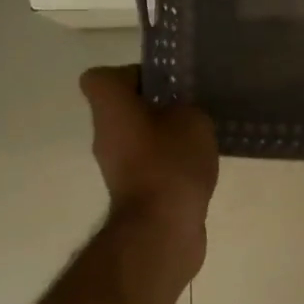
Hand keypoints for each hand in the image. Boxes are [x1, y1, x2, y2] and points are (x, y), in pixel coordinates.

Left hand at [79, 66, 217, 260]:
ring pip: (139, 137)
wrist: (161, 228)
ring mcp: (116, 166)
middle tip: (191, 107)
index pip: (101, 77)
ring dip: (166, 135)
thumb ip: (187, 107)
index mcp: (110, 108)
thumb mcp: (193, 119)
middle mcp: (105, 134)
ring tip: (201, 138)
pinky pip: (150, 164)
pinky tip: (199, 166)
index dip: (132, 75)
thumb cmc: (171, 162)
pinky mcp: (133, 192)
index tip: (164, 84)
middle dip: (157, 106)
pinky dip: (170, 163)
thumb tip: (182, 113)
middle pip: (124, 108)